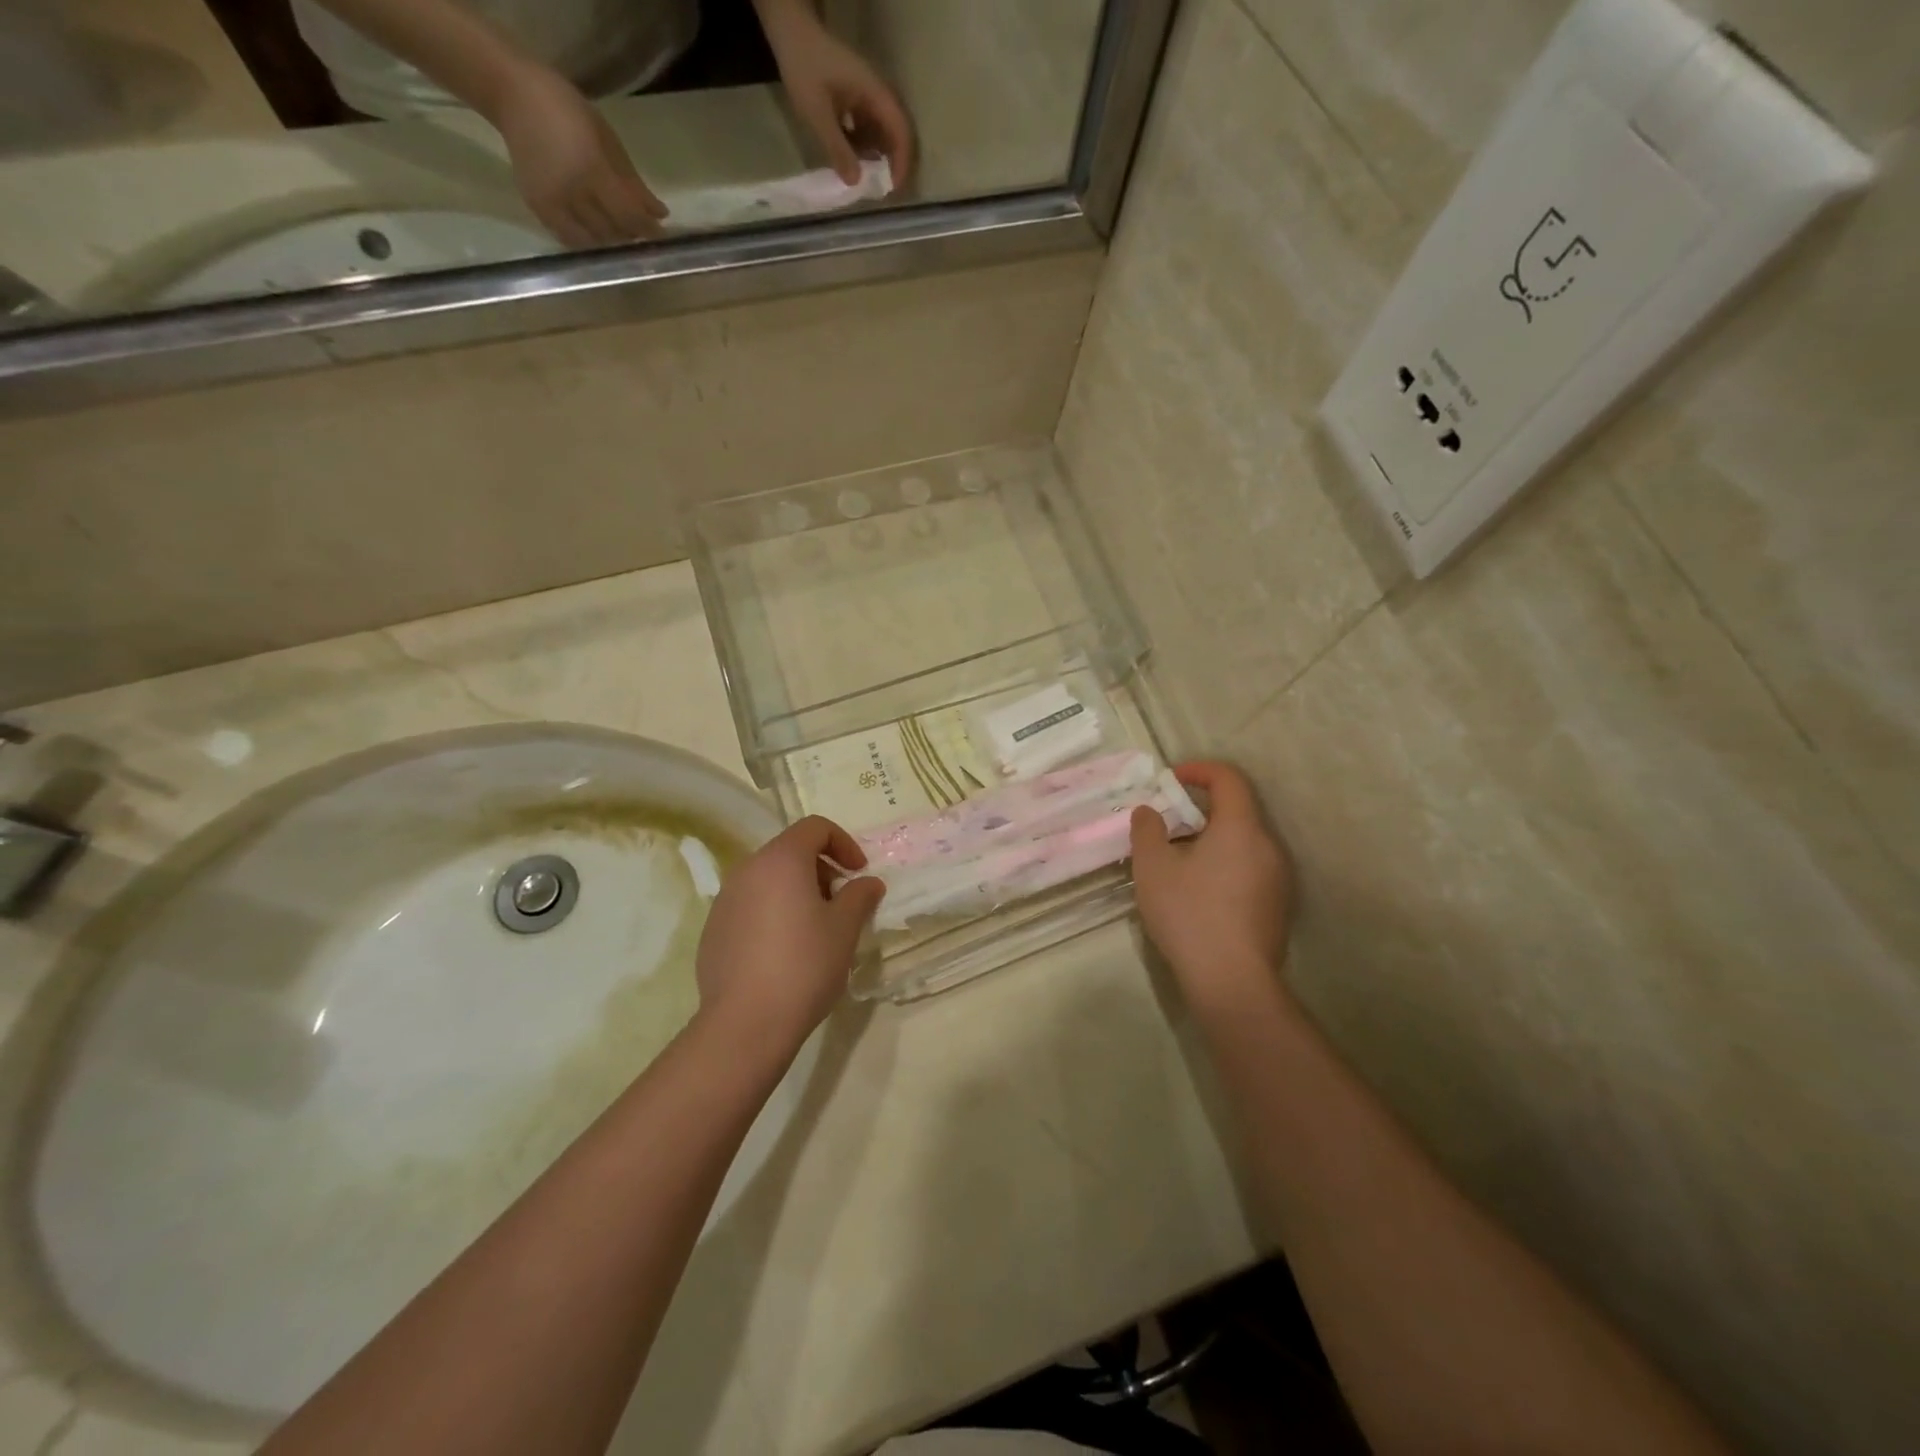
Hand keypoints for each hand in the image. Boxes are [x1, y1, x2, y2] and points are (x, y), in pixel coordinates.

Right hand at [487, 62, 666, 245]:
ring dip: (611, 242)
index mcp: (593, 171)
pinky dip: (587, 242)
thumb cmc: (567, 110)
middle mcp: (573, 192)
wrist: (512, 94)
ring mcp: (553, 203)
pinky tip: (595, 234)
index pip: (630, 217)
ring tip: (619, 233)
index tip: (661, 236)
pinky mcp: (538, 208)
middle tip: (640, 234)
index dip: (649, 231)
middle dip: (631, 236)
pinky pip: (569, 239)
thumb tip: (660, 214)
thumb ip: (634, 182)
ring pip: (594, 241)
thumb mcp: (608, 140)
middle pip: (614, 232)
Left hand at [694, 817, 884, 1058]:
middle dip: (821, 869)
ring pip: (768, 879)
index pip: (815, 827)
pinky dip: (773, 912)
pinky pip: (750, 906)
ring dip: (797, 891)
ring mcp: (725, 900)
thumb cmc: (804, 965)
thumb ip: (859, 896)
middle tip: (841, 903)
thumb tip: (868, 882)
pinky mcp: (713, 929)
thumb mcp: (845, 928)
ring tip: (816, 929)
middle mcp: (747, 870)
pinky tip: (785, 951)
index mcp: (781, 860)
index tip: (859, 873)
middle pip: (790, 851)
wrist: (745, 1023)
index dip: (844, 843)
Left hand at [762, 7, 912, 185]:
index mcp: (874, 93)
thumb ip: (837, 148)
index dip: (901, 161)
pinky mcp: (855, 98)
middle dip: (891, 162)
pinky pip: (866, 126)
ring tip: (864, 179)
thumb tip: (856, 182)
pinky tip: (850, 160)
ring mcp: (866, 95)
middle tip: (881, 190)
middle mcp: (876, 93)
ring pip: (880, 131)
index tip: (892, 188)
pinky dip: (862, 146)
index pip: (900, 130)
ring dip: (875, 156)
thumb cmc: (804, 68)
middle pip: (895, 132)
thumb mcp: (818, 112)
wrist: (789, 31)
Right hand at [1130, 762, 1292, 1016]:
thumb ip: (1147, 830)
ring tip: (1177, 863)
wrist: (1232, 981)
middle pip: (1237, 811)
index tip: (1170, 780)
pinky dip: (1223, 865)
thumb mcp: (1152, 868)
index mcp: (1240, 828)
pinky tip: (1199, 893)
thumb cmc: (1190, 914)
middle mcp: (1268, 846)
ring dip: (1211, 840)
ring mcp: (1278, 878)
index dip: (1199, 770)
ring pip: (1242, 843)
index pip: (1229, 779)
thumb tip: (1150, 812)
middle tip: (1166, 827)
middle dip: (1199, 811)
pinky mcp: (1277, 906)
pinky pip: (1249, 868)